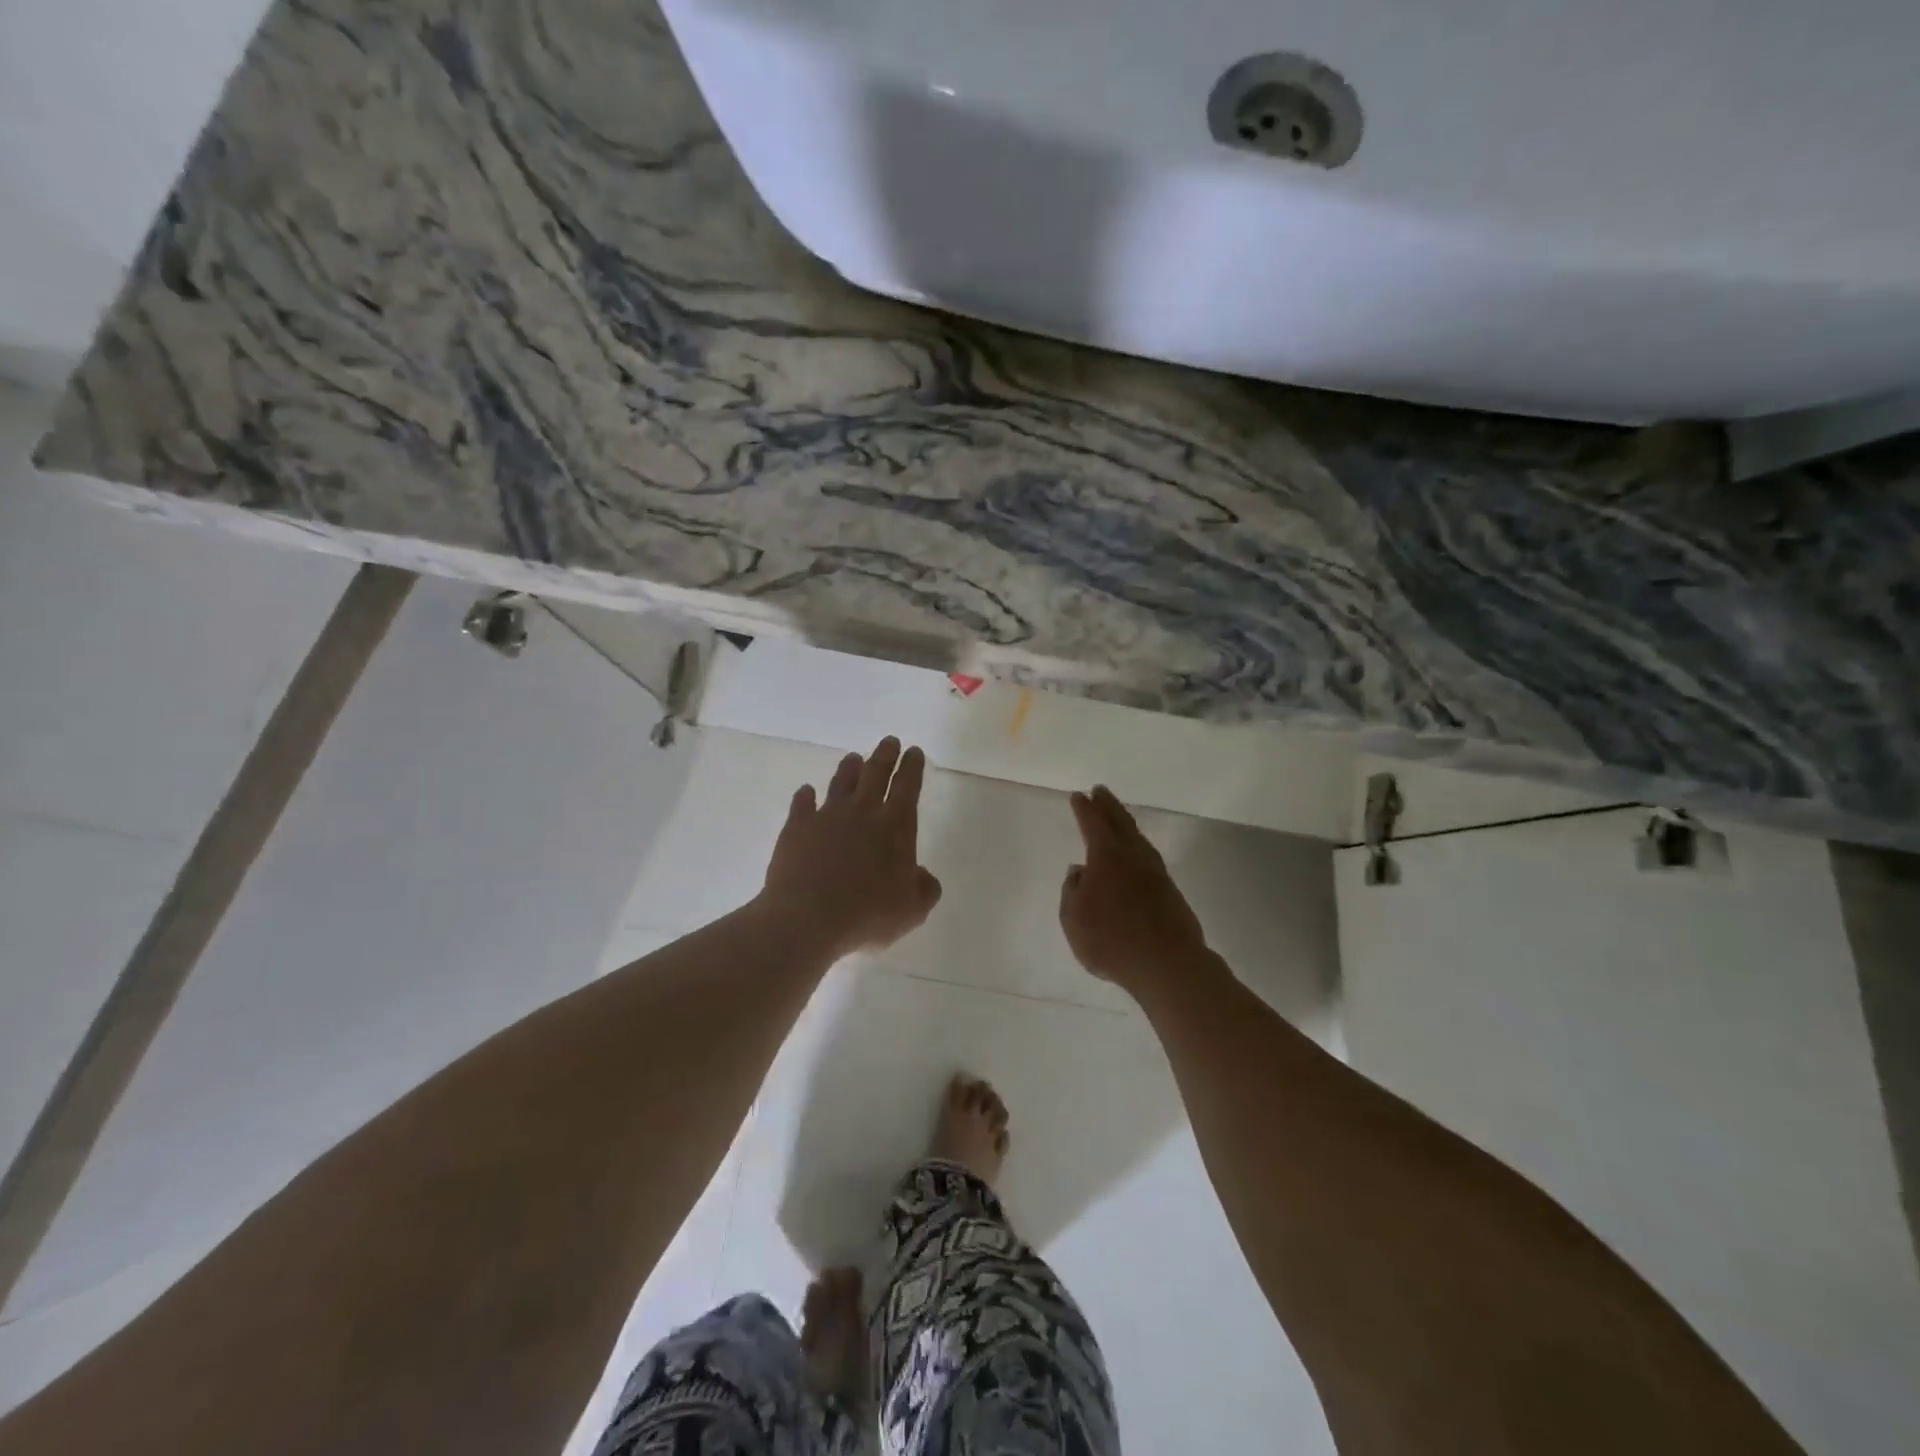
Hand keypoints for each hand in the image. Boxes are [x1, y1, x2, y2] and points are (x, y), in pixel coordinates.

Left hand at [760, 737, 942, 959]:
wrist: (807, 918)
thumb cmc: (867, 914)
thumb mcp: (912, 910)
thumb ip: (924, 889)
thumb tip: (922, 875)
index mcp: (895, 827)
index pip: (907, 787)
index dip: (912, 767)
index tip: (914, 751)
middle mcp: (863, 812)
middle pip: (876, 774)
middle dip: (885, 755)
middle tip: (889, 740)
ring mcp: (827, 817)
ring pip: (841, 783)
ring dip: (849, 769)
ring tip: (853, 758)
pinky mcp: (797, 828)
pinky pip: (802, 804)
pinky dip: (805, 796)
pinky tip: (805, 792)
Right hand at [1060, 785, 1208, 995]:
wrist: (1167, 964)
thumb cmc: (1111, 940)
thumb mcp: (1074, 919)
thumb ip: (1072, 891)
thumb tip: (1079, 871)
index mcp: (1106, 857)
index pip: (1093, 824)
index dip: (1084, 809)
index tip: (1078, 795)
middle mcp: (1133, 857)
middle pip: (1120, 823)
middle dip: (1108, 806)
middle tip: (1100, 791)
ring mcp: (1156, 873)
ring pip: (1138, 839)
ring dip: (1126, 824)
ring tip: (1118, 819)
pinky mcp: (1170, 891)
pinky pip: (1149, 857)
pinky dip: (1138, 847)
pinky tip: (1135, 856)